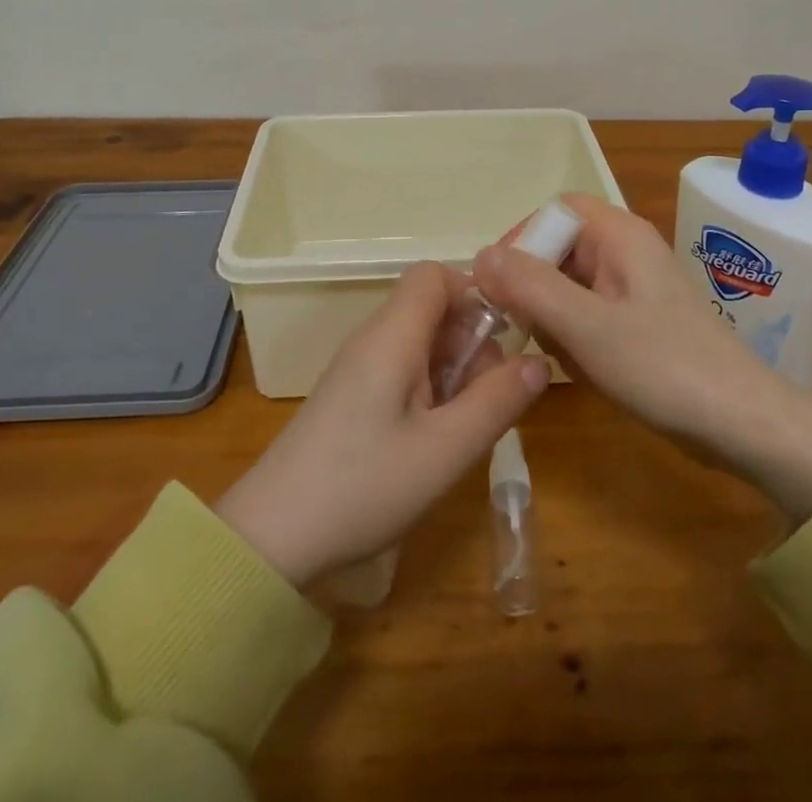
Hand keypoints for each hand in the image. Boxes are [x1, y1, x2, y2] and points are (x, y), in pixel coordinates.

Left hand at [216, 262, 549, 586]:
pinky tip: (434, 437)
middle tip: (486, 398)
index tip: (501, 340)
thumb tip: (540, 361)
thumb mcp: (445, 450)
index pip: (434, 275)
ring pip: (420, 340)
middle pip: (432, 307)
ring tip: (463, 424)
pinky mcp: (351, 394)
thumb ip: (497, 401)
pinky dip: (430, 388)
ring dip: (453, 369)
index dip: (473, 293)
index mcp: (392, 336)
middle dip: (471, 341)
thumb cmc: (363, 486)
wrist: (271, 537)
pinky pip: (402, 367)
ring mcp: (359, 366)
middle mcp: (373, 338)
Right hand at [473, 194, 811, 523]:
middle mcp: (626, 251)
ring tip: (559, 355)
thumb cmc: (664, 368)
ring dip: (552, 317)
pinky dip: (573, 336)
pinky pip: (588, 314)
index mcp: (619, 235)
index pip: (554, 211)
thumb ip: (530, 287)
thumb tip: (478, 255)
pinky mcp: (639, 322)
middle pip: (559, 248)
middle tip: (524, 328)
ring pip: (569, 285)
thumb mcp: (587, 327)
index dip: (522, 239)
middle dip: (534, 287)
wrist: (744, 425)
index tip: (499, 285)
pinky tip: (579, 369)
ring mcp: (634, 288)